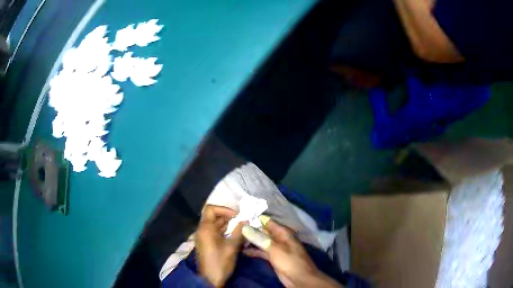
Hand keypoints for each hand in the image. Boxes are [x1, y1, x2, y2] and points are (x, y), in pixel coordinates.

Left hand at [196, 205, 243, 286]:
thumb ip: (238, 231)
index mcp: (205, 228)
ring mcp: (204, 237)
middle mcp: (202, 230)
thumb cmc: (220, 262)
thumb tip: (245, 220)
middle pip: (213, 216)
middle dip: (228, 216)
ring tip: (241, 227)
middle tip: (242, 220)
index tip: (237, 215)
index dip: (224, 209)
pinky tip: (236, 235)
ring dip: (228, 224)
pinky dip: (225, 231)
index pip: (211, 209)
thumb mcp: (232, 247)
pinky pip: (215, 232)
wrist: (210, 279)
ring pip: (215, 224)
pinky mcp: (207, 243)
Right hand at [242, 219, 341, 287]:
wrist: (300, 279)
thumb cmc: (290, 261)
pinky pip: (261, 251)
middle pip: (262, 231)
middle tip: (233, 227)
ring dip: (250, 240)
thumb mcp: (275, 249)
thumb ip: (260, 238)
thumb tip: (245, 227)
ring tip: (234, 238)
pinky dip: (253, 250)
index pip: (266, 221)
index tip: (239, 216)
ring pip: (261, 241)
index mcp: (282, 232)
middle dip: (250, 229)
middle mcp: (278, 238)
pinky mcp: (272, 257)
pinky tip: (242, 250)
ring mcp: (275, 248)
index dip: (254, 218)